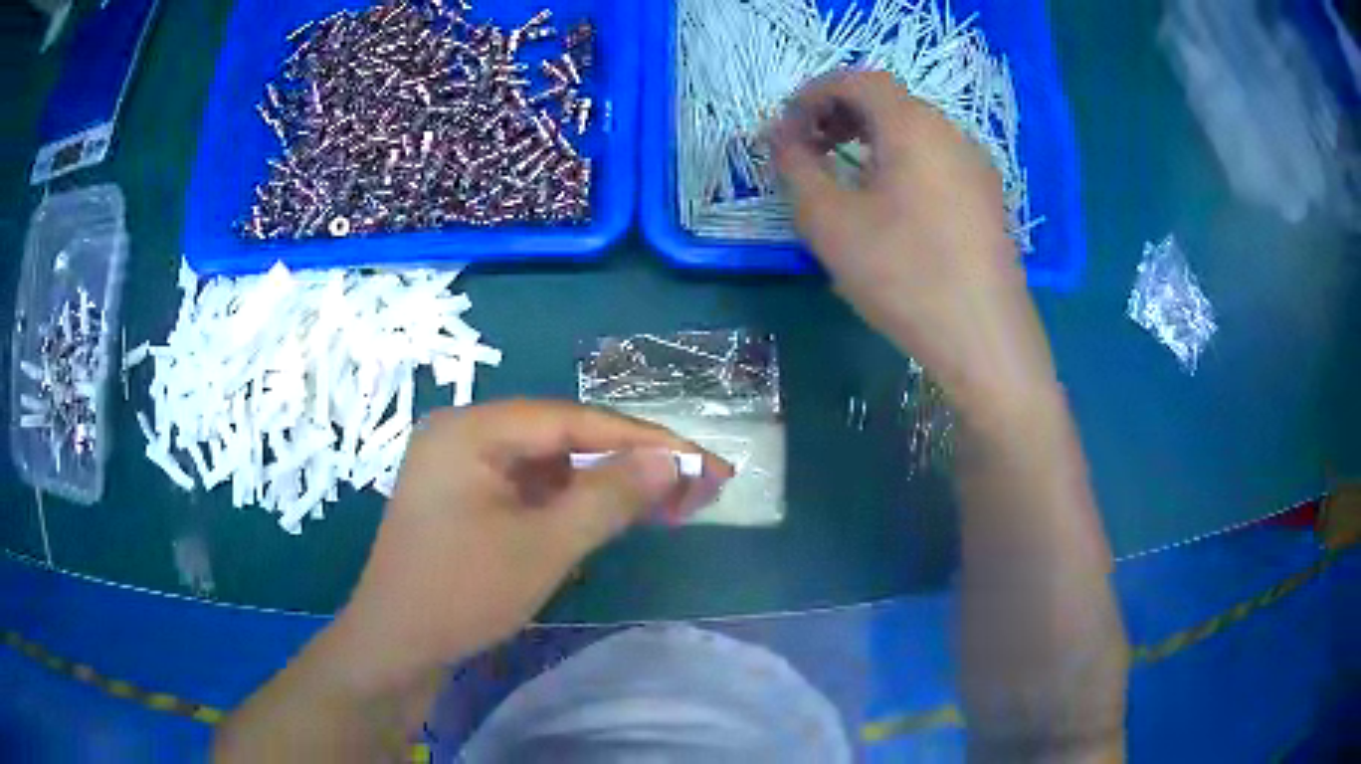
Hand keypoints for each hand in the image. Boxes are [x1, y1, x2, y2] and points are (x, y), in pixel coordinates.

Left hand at [329, 401, 732, 693]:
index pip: (574, 420)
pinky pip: (531, 487)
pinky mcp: (466, 497)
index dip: (644, 440)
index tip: (703, 461)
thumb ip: (608, 497)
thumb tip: (672, 460)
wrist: (394, 646)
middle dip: (630, 463)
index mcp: (472, 429)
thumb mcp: (542, 547)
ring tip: (668, 502)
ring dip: (607, 484)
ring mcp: (462, 466)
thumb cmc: (460, 594)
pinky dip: (574, 502)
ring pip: (551, 464)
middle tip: (695, 485)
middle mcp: (465, 433)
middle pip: (564, 438)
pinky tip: (613, 514)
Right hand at [770, 70, 1057, 414]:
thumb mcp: (830, 222)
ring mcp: (975, 166)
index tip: (786, 128)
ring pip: (915, 131)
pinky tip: (889, 204)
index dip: (814, 94)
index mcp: (912, 125)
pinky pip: (936, 159)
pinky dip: (901, 161)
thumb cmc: (904, 275)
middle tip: (809, 149)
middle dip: (840, 114)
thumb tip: (779, 138)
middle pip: (889, 101)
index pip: (858, 80)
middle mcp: (950, 132)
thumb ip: (795, 168)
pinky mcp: (987, 199)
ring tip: (844, 176)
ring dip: (871, 139)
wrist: (984, 339)